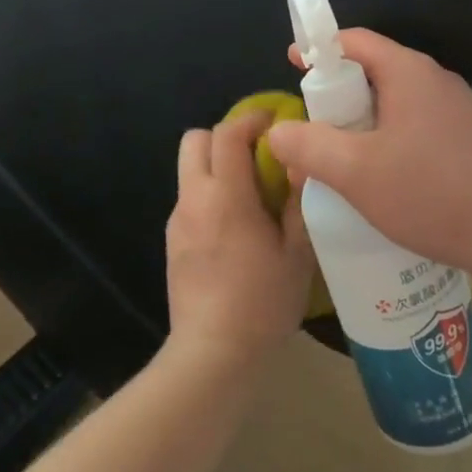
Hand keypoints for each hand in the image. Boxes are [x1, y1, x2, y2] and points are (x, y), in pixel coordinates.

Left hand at [165, 112, 314, 368]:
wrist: (213, 353)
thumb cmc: (262, 302)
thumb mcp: (297, 253)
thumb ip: (298, 202)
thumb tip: (300, 164)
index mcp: (226, 196)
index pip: (227, 133)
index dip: (251, 118)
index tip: (275, 121)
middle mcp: (194, 198)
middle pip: (195, 140)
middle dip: (225, 136)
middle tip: (257, 155)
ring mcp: (178, 220)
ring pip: (189, 170)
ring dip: (216, 166)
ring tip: (250, 194)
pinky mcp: (172, 241)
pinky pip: (189, 199)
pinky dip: (209, 194)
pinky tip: (234, 227)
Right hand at [266, 29, 471, 284]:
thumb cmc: (434, 192)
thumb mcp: (357, 172)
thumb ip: (310, 146)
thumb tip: (278, 131)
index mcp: (408, 72)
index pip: (354, 41)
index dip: (318, 50)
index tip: (292, 68)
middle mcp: (433, 81)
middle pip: (371, 73)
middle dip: (334, 98)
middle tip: (308, 132)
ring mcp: (454, 111)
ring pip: (391, 105)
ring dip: (359, 127)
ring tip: (336, 163)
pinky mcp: (466, 140)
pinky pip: (412, 128)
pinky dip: (385, 143)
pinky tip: (377, 183)